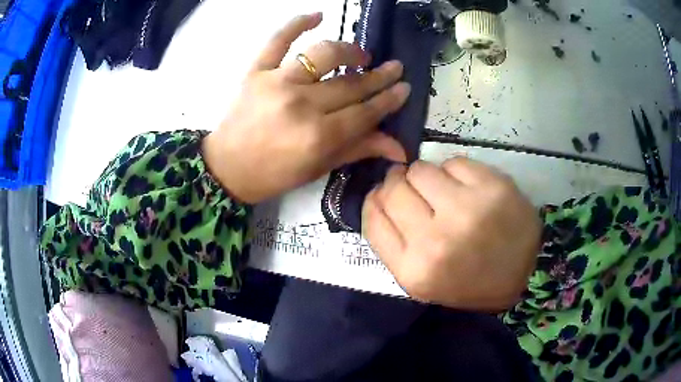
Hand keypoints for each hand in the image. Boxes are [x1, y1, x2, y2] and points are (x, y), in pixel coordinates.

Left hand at [203, 13, 410, 203]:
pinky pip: (278, 40)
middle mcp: (301, 104)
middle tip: (395, 68)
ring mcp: (277, 82)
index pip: (365, 111)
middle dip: (378, 76)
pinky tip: (317, 16)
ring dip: (348, 50)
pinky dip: (297, 24)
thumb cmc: (275, 174)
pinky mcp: (256, 71)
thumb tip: (401, 148)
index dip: (388, 99)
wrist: (227, 168)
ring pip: (323, 55)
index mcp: (318, 136)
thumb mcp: (319, 167)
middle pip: (350, 83)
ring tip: (361, 55)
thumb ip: (359, 149)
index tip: (405, 87)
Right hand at [362, 158, 540, 310]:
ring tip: (444, 192)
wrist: (524, 275)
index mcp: (414, 270)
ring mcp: (467, 210)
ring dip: (427, 177)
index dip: (376, 199)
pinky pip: (454, 162)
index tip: (386, 195)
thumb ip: (393, 241)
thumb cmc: (469, 280)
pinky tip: (467, 188)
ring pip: (421, 169)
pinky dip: (455, 172)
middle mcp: (436, 241)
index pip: (373, 217)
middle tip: (417, 191)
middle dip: (400, 184)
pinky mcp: (493, 187)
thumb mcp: (422, 279)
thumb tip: (379, 193)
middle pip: (394, 188)